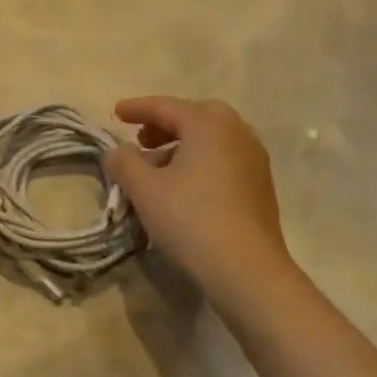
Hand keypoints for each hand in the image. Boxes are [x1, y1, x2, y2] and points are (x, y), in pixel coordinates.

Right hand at [104, 96, 294, 295]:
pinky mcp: (260, 186)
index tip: (116, 113)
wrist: (246, 268)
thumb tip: (118, 151)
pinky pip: (224, 159)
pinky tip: (184, 186)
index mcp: (208, 124)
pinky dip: (200, 161)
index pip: (166, 107)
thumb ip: (124, 162)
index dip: (137, 108)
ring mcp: (254, 159)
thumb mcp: (144, 189)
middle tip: (141, 139)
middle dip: (164, 124)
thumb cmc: (189, 219)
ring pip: (212, 139)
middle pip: (195, 117)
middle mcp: (237, 132)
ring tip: (158, 166)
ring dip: (182, 145)